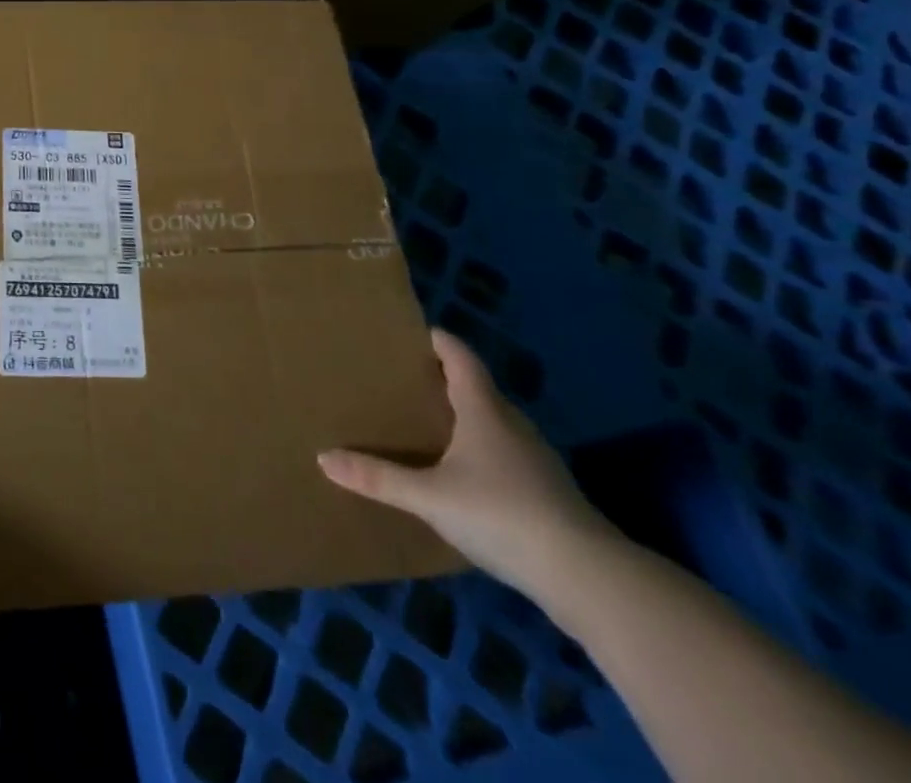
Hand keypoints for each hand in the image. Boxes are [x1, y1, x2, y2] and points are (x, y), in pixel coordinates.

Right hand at [317, 330, 615, 593]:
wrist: (589, 578)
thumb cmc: (501, 514)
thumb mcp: (429, 496)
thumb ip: (378, 477)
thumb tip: (322, 457)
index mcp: (483, 410)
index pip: (461, 358)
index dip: (440, 341)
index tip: (416, 331)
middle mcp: (512, 425)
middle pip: (478, 388)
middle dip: (446, 379)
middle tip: (409, 378)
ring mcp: (537, 460)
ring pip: (496, 423)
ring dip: (467, 416)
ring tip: (432, 423)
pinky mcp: (549, 493)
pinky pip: (508, 455)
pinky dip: (484, 451)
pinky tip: (467, 473)